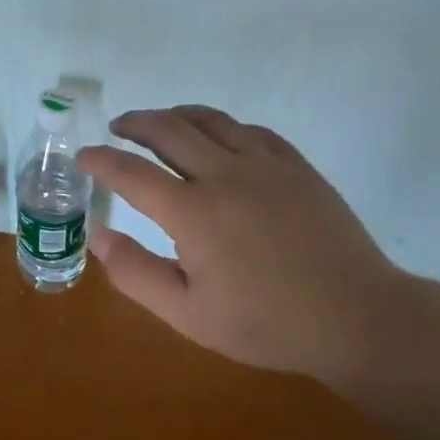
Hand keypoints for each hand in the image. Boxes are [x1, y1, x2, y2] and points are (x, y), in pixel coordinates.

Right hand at [77, 106, 418, 387]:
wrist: (357, 318)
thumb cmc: (267, 324)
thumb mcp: (188, 314)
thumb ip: (135, 273)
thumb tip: (97, 236)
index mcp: (193, 213)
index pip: (131, 173)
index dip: (101, 160)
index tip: (83, 156)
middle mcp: (225, 175)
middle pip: (169, 130)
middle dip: (135, 124)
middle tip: (118, 129)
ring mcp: (266, 166)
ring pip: (211, 121)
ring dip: (176, 116)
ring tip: (159, 123)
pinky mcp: (297, 167)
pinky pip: (251, 131)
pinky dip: (222, 127)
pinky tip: (219, 138)